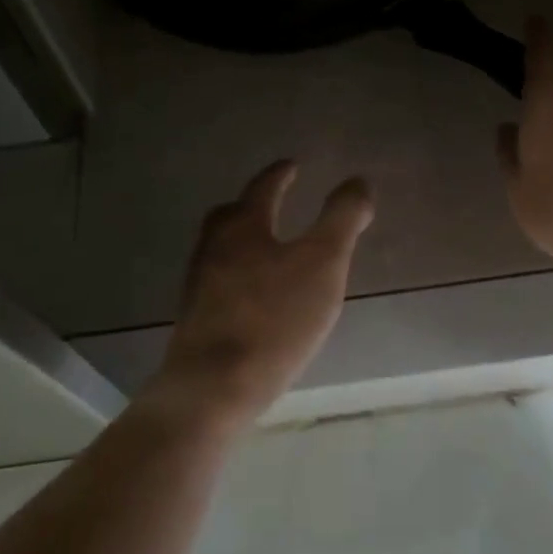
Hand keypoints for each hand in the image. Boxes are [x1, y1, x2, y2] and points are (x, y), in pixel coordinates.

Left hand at [148, 159, 374, 428]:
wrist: (212, 387)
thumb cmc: (274, 319)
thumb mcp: (323, 263)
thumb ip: (342, 219)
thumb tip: (358, 181)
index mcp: (243, 226)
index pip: (262, 187)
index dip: (280, 174)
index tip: (292, 166)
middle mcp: (213, 246)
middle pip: (229, 214)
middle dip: (252, 203)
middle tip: (272, 201)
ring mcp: (197, 283)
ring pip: (219, 247)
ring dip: (242, 239)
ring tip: (265, 248)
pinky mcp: (194, 318)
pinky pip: (216, 279)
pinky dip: (236, 272)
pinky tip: (252, 294)